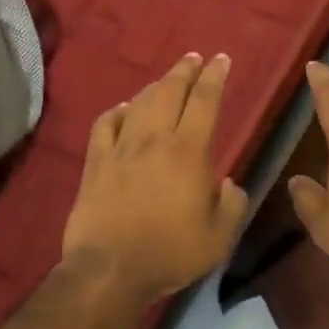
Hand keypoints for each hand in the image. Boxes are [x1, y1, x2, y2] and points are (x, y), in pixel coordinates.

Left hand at [61, 52, 248, 302]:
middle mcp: (154, 139)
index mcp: (188, 152)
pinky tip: (123, 110)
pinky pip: (105, 124)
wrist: (109, 269)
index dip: (214, 77)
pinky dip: (117, 111)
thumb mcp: (219, 238)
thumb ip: (233, 205)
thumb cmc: (170, 253)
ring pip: (139, 103)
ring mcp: (121, 148)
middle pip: (170, 91)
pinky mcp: (95, 162)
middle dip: (185, 70)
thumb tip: (230, 184)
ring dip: (155, 86)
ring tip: (166, 81)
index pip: (204, 101)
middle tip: (194, 58)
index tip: (220, 59)